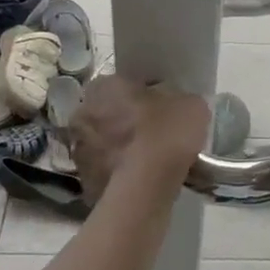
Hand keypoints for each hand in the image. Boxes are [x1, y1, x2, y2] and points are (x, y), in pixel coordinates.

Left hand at [69, 74, 209, 203]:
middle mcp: (83, 112)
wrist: (145, 187)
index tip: (163, 108)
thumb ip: (179, 101)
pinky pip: (105, 170)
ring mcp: (78, 149)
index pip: (126, 83)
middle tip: (154, 134)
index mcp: (105, 85)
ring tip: (149, 161)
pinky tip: (141, 180)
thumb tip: (177, 107)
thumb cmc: (165, 133)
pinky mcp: (83, 181)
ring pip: (104, 142)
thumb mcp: (191, 105)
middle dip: (127, 121)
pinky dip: (119, 173)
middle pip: (109, 112)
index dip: (146, 95)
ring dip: (120, 148)